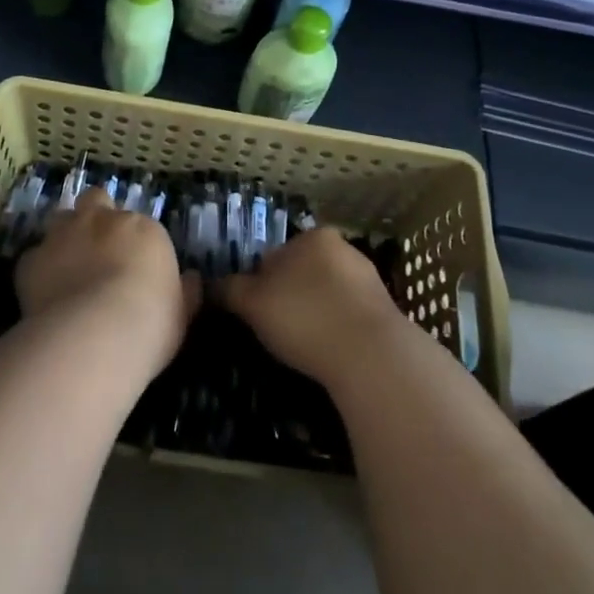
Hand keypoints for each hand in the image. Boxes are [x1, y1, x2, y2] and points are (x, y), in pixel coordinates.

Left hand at [16, 188, 198, 385]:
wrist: (96, 335)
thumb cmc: (151, 324)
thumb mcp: (182, 313)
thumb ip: (186, 292)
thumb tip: (193, 281)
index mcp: (143, 229)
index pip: (138, 224)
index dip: (132, 242)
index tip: (133, 266)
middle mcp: (103, 221)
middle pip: (95, 200)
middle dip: (95, 217)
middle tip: (96, 246)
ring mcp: (64, 236)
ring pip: (61, 218)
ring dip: (65, 236)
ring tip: (67, 265)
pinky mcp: (32, 260)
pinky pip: (34, 258)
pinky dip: (38, 270)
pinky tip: (43, 292)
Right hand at [221, 227, 410, 390]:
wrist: (371, 356)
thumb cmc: (305, 318)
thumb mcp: (253, 303)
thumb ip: (229, 289)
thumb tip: (209, 285)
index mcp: (313, 236)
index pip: (275, 255)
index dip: (259, 284)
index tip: (255, 313)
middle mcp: (343, 248)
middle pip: (302, 272)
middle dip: (289, 297)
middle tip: (277, 331)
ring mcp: (368, 279)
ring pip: (326, 294)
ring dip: (314, 313)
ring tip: (303, 347)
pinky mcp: (384, 311)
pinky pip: (348, 316)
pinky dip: (336, 330)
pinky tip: (329, 352)